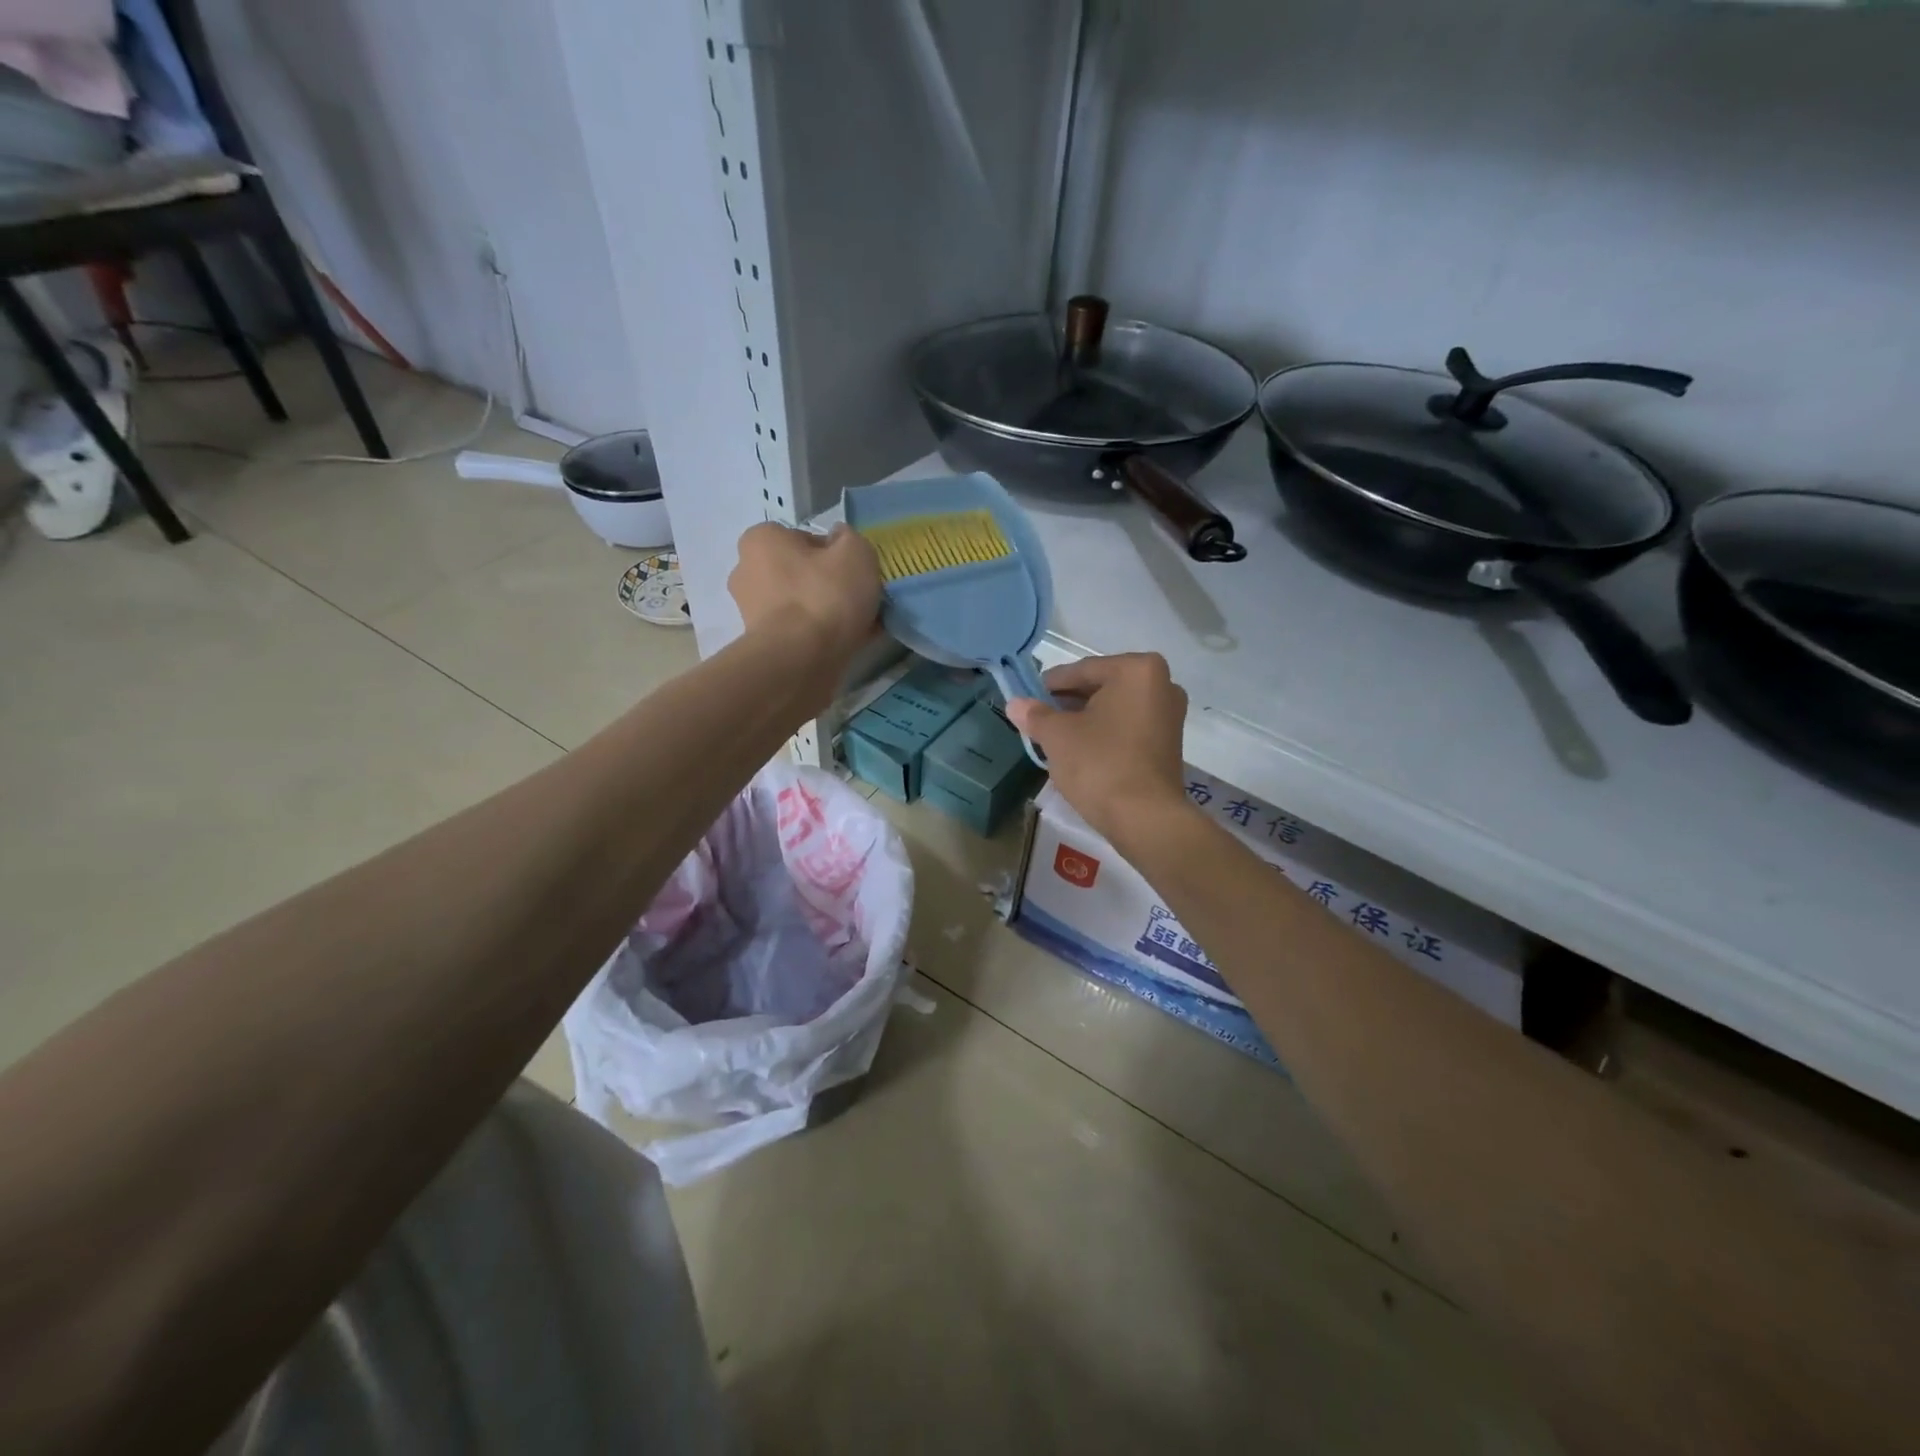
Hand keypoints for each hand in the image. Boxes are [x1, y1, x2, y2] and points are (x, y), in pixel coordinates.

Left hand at [728, 522, 881, 667]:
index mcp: (761, 539)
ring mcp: (750, 612)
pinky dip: (818, 636)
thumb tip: (840, 541)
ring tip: (856, 627)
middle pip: (800, 573)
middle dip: (826, 584)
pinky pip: (798, 632)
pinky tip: (844, 645)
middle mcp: (746, 571)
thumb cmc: (824, 596)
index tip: (854, 573)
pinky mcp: (761, 645)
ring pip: (800, 605)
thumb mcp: (856, 552)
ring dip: (825, 612)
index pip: (805, 539)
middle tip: (857, 600)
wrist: (800, 661)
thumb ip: (850, 538)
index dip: (835, 554)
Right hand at [1006, 653, 1193, 848]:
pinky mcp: (1169, 743)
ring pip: (1115, 708)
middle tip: (1038, 717)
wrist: (1144, 818)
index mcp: (1137, 670)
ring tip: (1054, 736)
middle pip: (1101, 686)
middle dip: (1068, 702)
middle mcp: (1162, 684)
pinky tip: (1080, 750)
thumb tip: (1014, 704)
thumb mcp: (1058, 736)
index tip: (1026, 697)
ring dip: (1085, 718)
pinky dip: (1104, 733)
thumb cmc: (1099, 764)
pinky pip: (1128, 727)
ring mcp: (1169, 715)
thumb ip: (1035, 715)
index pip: (1082, 670)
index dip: (1050, 685)